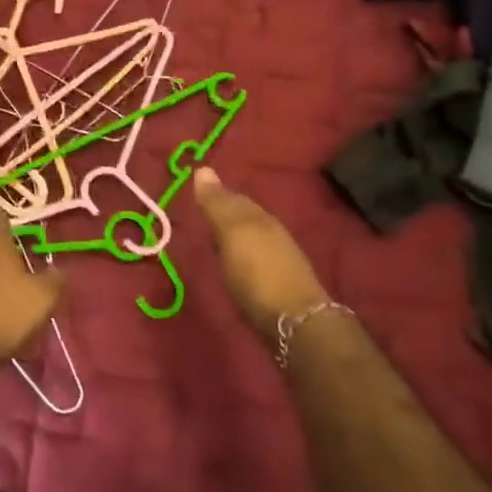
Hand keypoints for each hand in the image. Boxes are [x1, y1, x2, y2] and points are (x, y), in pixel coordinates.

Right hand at [193, 168, 329, 340]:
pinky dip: (242, 258)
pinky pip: (255, 260)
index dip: (216, 194)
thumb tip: (203, 168)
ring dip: (234, 237)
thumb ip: (217, 204)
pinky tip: (234, 266)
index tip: (195, 193)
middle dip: (225, 214)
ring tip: (213, 241)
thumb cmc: (258, 273)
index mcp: (260, 216)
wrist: (296, 323)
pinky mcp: (279, 286)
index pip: (234, 197)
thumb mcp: (232, 233)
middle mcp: (272, 233)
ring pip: (251, 239)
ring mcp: (279, 260)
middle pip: (245, 217)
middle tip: (200, 215)